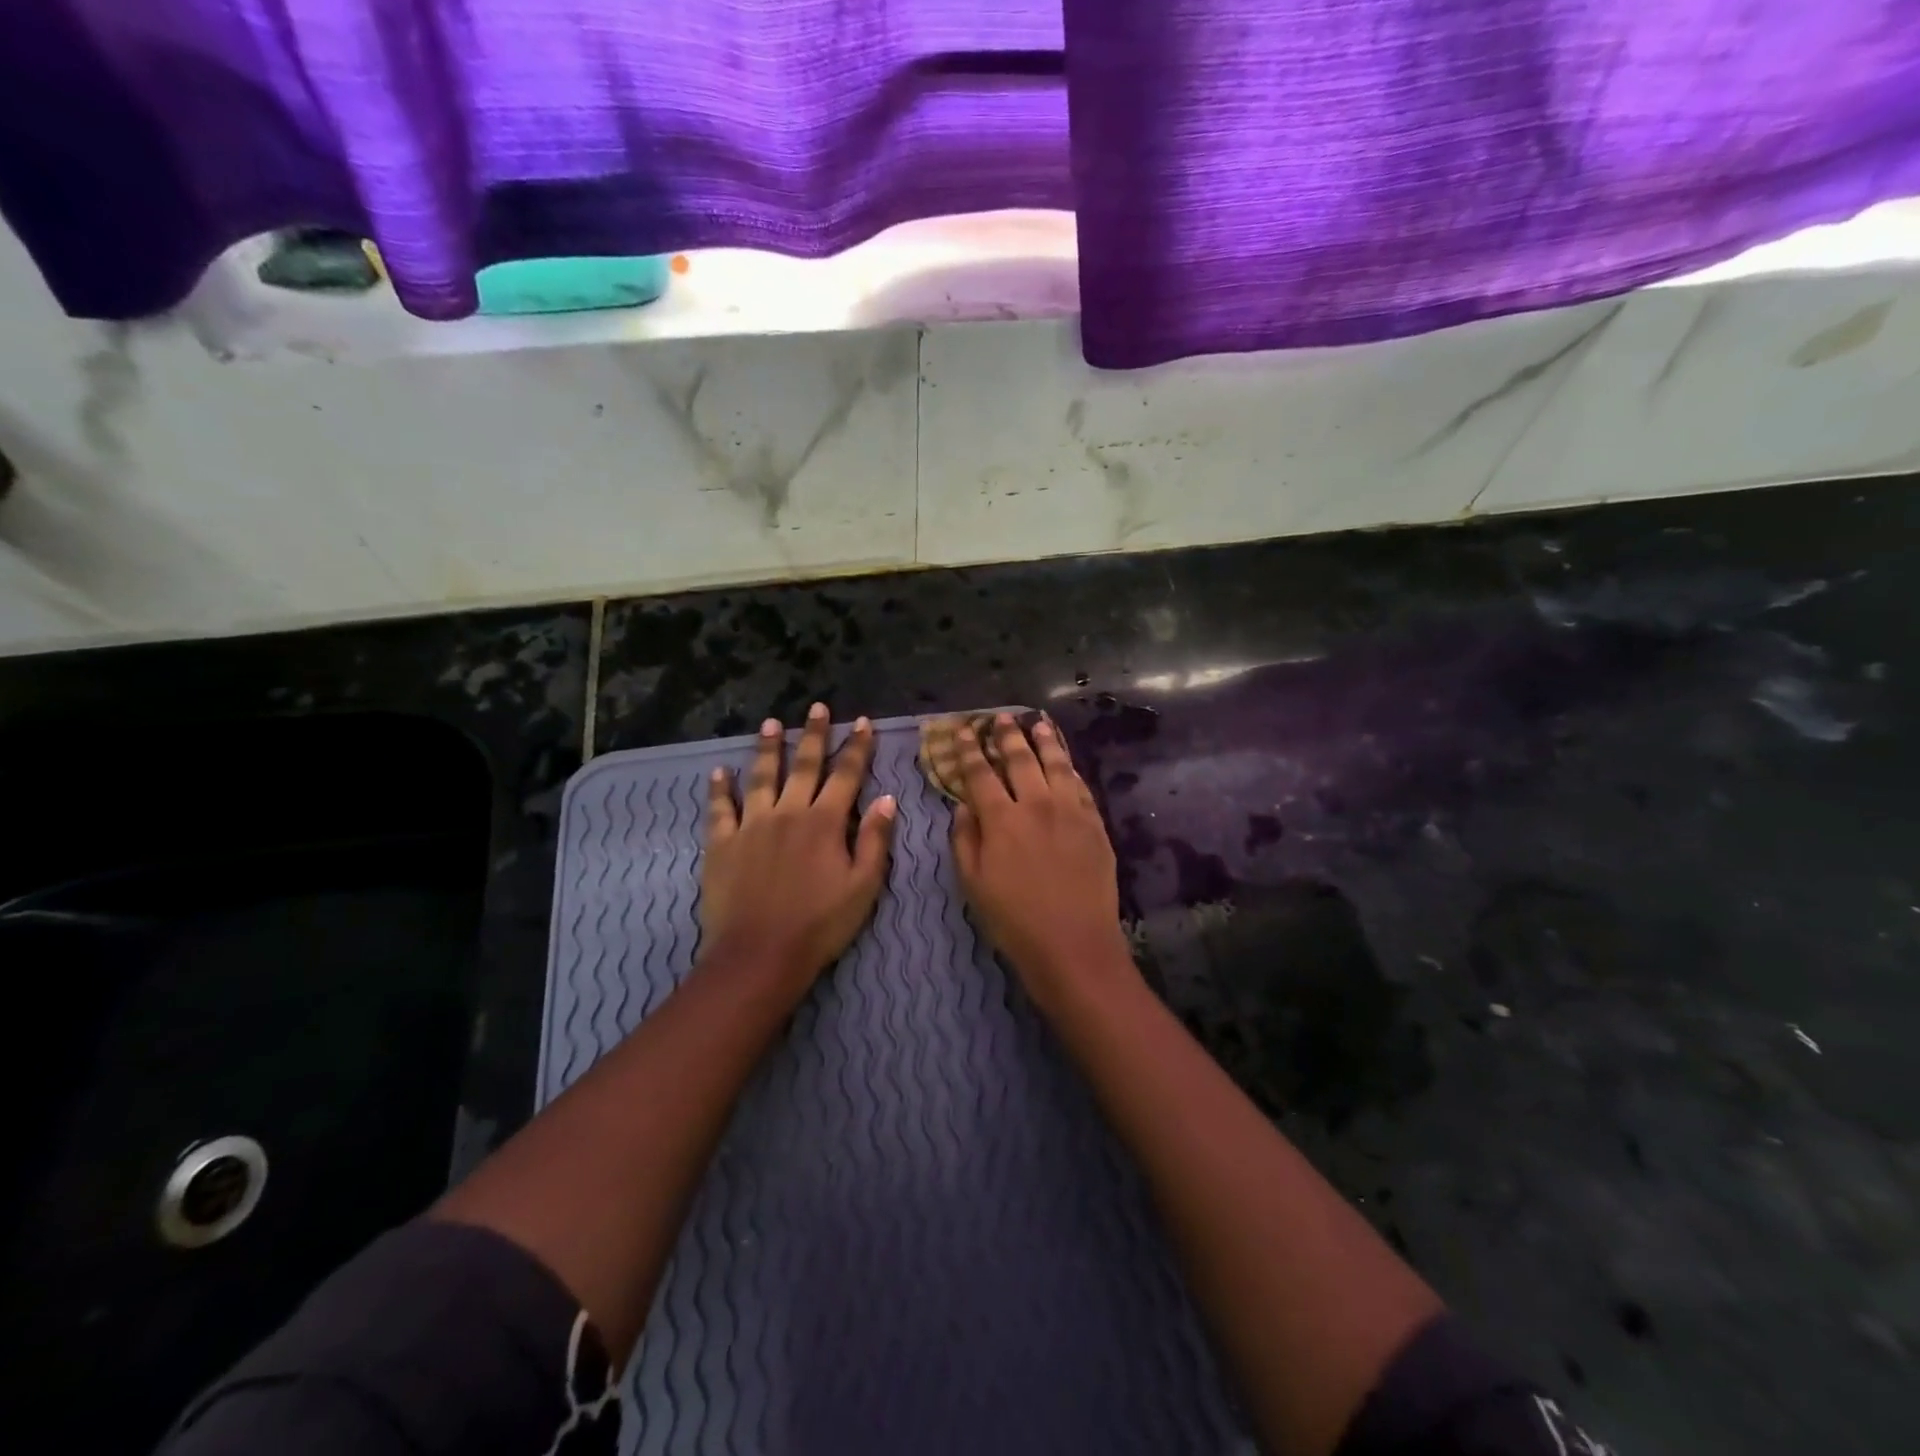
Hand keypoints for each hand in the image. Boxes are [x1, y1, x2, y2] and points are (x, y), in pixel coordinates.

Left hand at [702, 703, 895, 992]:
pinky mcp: (721, 843)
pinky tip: (718, 772)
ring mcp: (751, 825)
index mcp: (825, 822)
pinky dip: (719, 788)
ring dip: (768, 748)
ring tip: (770, 723)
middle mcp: (788, 812)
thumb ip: (876, 840)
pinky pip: (720, 808)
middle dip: (813, 734)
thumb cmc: (820, 925)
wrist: (760, 955)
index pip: (846, 774)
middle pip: (803, 765)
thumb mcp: (863, 887)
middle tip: (817, 707)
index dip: (857, 747)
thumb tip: (888, 799)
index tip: (862, 722)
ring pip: (761, 776)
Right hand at [950, 713, 1136, 1013]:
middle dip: (1008, 735)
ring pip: (1056, 764)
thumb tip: (963, 806)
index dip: (971, 750)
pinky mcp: (1095, 823)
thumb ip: (965, 839)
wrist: (1074, 945)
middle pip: (1020, 759)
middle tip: (1001, 718)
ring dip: (1044, 740)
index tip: (965, 730)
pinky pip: (1080, 785)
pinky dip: (1070, 767)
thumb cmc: (1014, 921)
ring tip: (1038, 722)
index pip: (981, 773)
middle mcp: (1036, 804)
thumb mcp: (973, 884)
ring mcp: (1071, 811)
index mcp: (1002, 819)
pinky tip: (1066, 761)